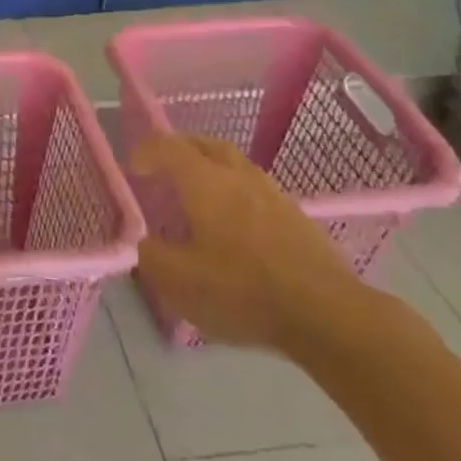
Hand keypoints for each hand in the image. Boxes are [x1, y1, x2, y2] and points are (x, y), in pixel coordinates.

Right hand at [131, 133, 376, 354]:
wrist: (328, 315)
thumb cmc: (243, 291)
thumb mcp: (179, 282)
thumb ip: (150, 256)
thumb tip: (144, 242)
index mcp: (204, 181)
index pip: (167, 146)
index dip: (145, 151)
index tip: (132, 169)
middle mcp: (238, 176)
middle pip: (206, 145)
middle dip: (180, 150)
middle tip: (164, 168)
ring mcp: (273, 195)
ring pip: (235, 165)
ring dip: (211, 170)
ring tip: (199, 195)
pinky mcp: (298, 219)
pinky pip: (256, 191)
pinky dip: (237, 194)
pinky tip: (236, 225)